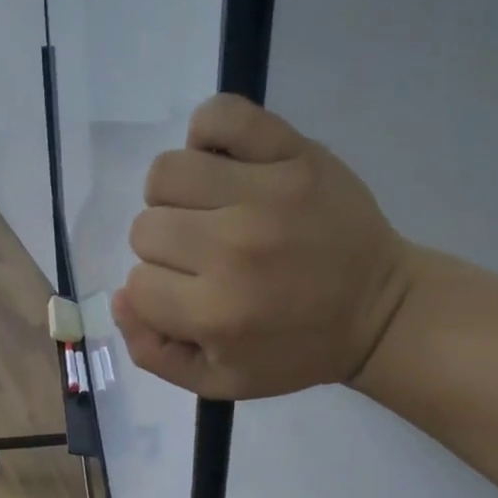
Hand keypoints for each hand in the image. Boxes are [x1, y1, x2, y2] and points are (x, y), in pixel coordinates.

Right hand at [114, 94, 417, 399]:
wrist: (378, 310)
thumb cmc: (296, 351)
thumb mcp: (220, 382)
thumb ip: (154, 353)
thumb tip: (119, 298)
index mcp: (216, 312)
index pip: (137, 284)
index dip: (156, 294)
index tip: (189, 298)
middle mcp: (233, 249)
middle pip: (145, 229)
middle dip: (165, 251)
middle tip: (205, 259)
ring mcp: (265, 193)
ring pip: (167, 173)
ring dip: (175, 198)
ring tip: (208, 212)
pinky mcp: (294, 153)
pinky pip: (221, 115)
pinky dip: (207, 134)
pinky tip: (221, 166)